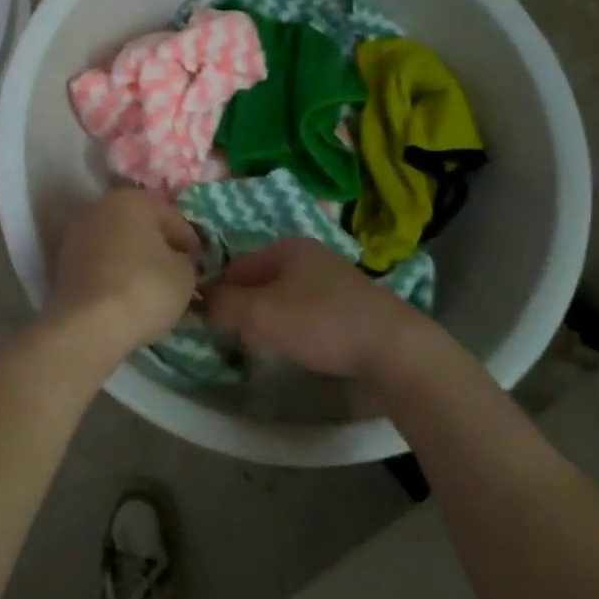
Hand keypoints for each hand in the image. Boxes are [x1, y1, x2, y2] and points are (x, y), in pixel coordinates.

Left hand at [47, 188, 200, 353]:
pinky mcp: (63, 262)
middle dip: (158, 246)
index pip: (172, 217)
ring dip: (133, 259)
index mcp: (132, 199)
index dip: (191, 241)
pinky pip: (99, 263)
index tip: (201, 264)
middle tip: (177, 272)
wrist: (89, 325)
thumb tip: (178, 260)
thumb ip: (186, 259)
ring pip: (117, 243)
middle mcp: (100, 207)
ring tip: (150, 287)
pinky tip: (126, 294)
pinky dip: (113, 273)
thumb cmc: (145, 288)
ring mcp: (77, 234)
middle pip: (140, 226)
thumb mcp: (185, 274)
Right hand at [204, 239, 425, 379]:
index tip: (209, 324)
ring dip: (269, 321)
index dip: (218, 293)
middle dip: (244, 309)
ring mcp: (334, 280)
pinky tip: (300, 350)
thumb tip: (202, 304)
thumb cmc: (321, 323)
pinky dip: (296, 329)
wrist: (395, 350)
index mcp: (286, 247)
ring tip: (265, 349)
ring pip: (284, 299)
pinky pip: (308, 313)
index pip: (235, 266)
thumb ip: (224, 306)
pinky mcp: (352, 307)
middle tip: (236, 339)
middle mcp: (310, 256)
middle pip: (260, 282)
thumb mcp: (260, 314)